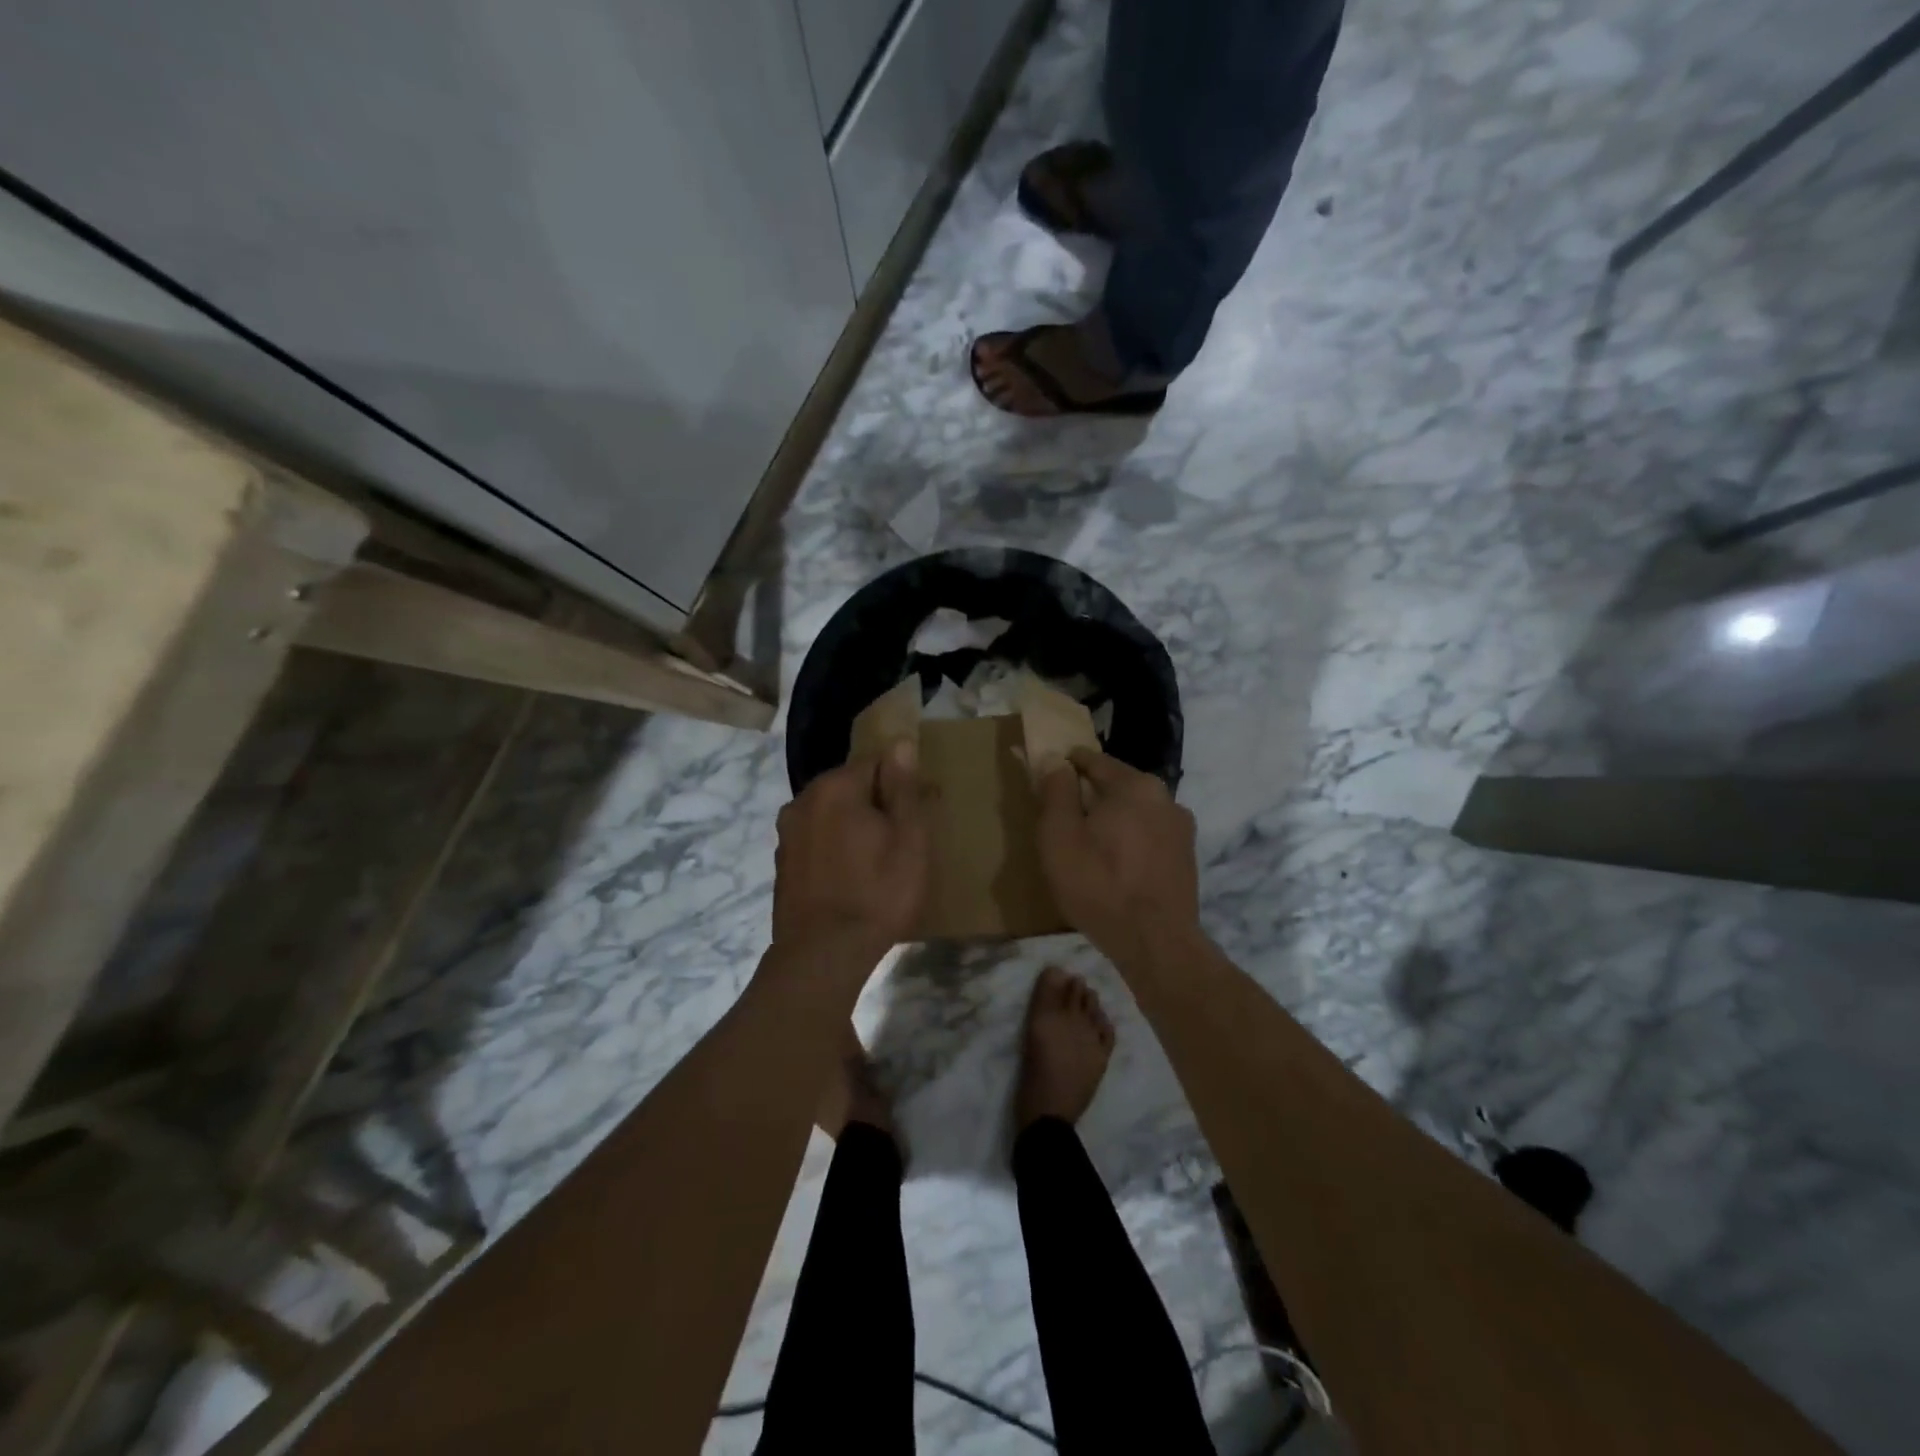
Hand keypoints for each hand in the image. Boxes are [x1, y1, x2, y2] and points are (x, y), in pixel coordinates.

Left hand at [772, 739, 928, 969]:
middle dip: (877, 804)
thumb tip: (900, 743)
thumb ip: (903, 788)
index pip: (876, 762)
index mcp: (835, 787)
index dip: (902, 785)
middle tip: (902, 842)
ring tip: (878, 862)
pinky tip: (851, 878)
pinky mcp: (782, 862)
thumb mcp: (909, 839)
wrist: (823, 955)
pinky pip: (817, 840)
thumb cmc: (878, 893)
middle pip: (851, 787)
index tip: (918, 815)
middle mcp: (803, 800)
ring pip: (832, 815)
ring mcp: (788, 833)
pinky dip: (835, 849)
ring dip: (854, 827)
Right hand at [1036, 748, 1199, 959]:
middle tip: (1063, 820)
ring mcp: (1181, 828)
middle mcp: (1165, 797)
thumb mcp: (1059, 836)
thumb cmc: (1099, 885)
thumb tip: (1056, 760)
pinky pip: (1149, 836)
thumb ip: (1056, 791)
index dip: (1065, 767)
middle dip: (1089, 796)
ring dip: (1112, 821)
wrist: (1155, 943)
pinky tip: (1116, 867)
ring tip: (1089, 848)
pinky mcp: (1186, 857)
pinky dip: (1130, 841)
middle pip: (1116, 785)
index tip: (1047, 781)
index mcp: (1135, 785)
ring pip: (1135, 812)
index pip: (1092, 760)